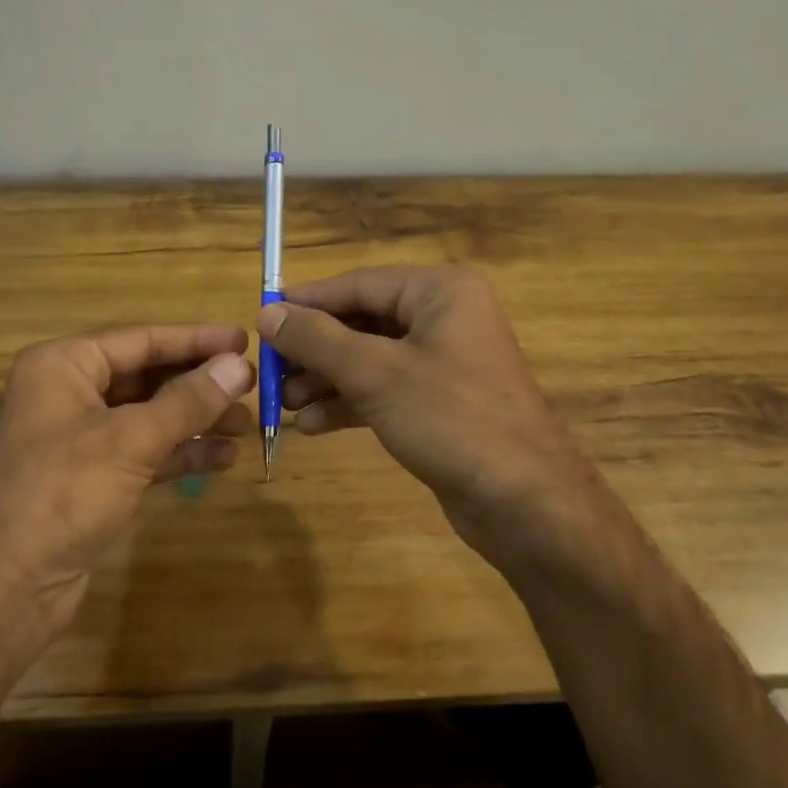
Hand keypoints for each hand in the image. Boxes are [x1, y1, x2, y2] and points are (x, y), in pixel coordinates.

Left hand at [0, 324, 254, 651]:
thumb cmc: (59, 495)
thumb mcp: (130, 440)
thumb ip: (187, 401)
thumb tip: (239, 365)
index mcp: (63, 366)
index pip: (141, 339)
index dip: (196, 340)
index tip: (244, 340)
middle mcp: (68, 393)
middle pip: (146, 376)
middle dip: (199, 384)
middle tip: (252, 387)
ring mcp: (77, 440)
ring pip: (148, 417)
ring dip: (195, 421)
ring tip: (245, 426)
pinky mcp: (89, 481)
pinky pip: (143, 453)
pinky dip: (179, 454)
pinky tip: (221, 458)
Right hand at [259, 267, 592, 575]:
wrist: (526, 503)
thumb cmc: (452, 419)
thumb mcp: (376, 374)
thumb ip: (318, 339)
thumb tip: (268, 314)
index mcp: (439, 292)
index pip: (358, 284)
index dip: (307, 302)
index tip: (262, 319)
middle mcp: (444, 317)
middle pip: (362, 322)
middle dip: (314, 350)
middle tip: (269, 372)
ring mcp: (444, 362)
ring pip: (370, 359)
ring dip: (326, 380)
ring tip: (283, 405)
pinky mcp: (441, 403)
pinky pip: (384, 391)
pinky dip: (349, 404)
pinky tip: (312, 426)